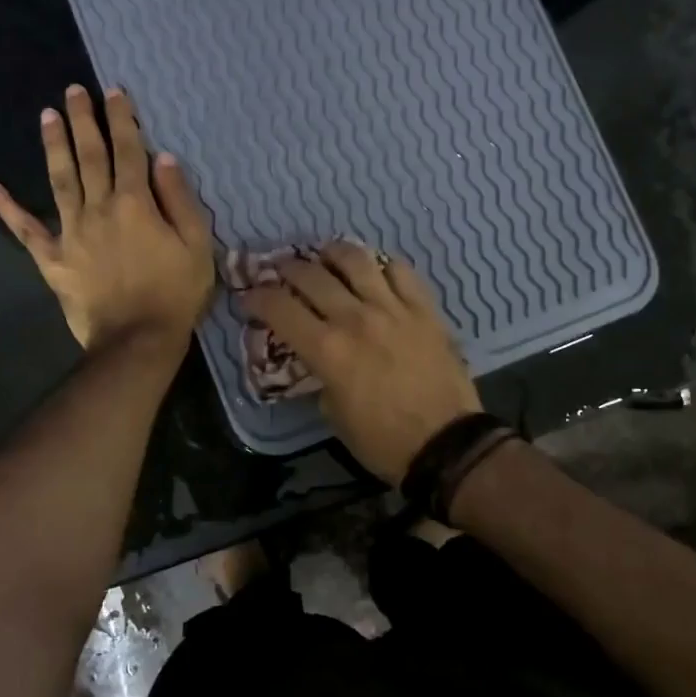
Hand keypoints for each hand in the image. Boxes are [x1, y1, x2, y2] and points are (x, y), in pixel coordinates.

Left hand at [0, 85, 214, 356]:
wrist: (137, 340)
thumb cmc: (175, 293)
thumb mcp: (197, 245)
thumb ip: (180, 200)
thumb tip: (164, 158)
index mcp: (135, 203)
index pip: (128, 151)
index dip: (121, 119)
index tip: (113, 92)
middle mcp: (98, 208)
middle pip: (90, 157)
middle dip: (83, 121)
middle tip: (73, 90)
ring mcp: (71, 233)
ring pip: (60, 180)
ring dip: (54, 146)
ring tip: (46, 116)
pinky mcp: (53, 260)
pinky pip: (27, 231)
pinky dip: (8, 209)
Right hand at [241, 241, 480, 481]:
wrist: (446, 443)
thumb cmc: (382, 440)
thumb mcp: (333, 413)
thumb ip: (319, 375)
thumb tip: (316, 355)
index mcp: (327, 349)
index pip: (280, 308)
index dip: (257, 297)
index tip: (249, 296)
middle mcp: (355, 318)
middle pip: (311, 275)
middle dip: (287, 269)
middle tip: (280, 271)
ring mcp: (393, 308)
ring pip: (356, 260)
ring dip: (332, 253)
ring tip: (325, 255)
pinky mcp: (424, 308)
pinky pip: (401, 271)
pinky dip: (382, 265)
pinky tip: (375, 271)